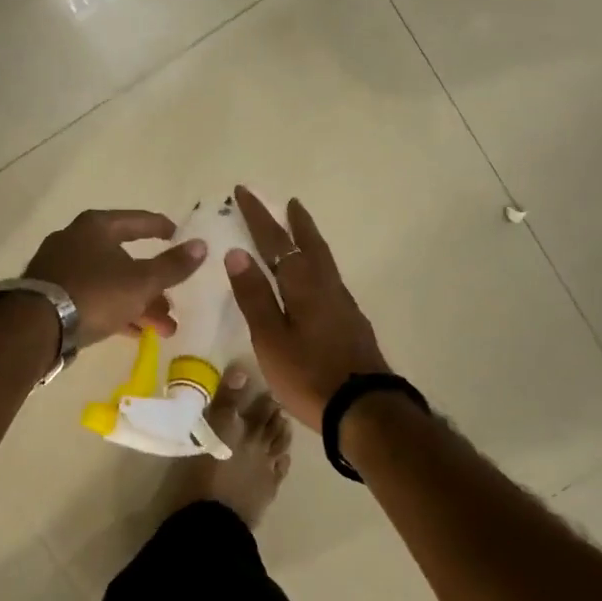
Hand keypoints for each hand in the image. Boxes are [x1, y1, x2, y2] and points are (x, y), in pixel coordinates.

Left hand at [23, 209, 207, 348]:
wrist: (35, 327)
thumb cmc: (94, 293)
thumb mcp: (141, 281)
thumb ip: (173, 265)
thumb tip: (202, 245)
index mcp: (97, 227)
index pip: (138, 221)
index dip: (161, 228)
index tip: (179, 236)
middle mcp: (76, 240)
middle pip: (125, 259)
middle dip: (154, 286)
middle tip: (174, 304)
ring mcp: (61, 268)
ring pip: (111, 283)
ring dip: (139, 304)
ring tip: (164, 329)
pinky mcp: (52, 295)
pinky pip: (93, 298)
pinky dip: (116, 311)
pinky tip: (136, 334)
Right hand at [224, 187, 388, 430]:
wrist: (364, 409)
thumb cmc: (309, 374)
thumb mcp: (271, 338)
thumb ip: (255, 295)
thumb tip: (237, 252)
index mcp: (303, 285)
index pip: (276, 241)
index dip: (258, 216)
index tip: (244, 192)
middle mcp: (326, 286)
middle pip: (310, 244)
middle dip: (295, 222)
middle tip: (289, 202)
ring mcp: (343, 304)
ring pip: (323, 261)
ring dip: (309, 241)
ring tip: (300, 231)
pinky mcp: (351, 322)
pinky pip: (329, 279)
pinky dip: (317, 265)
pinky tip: (314, 279)